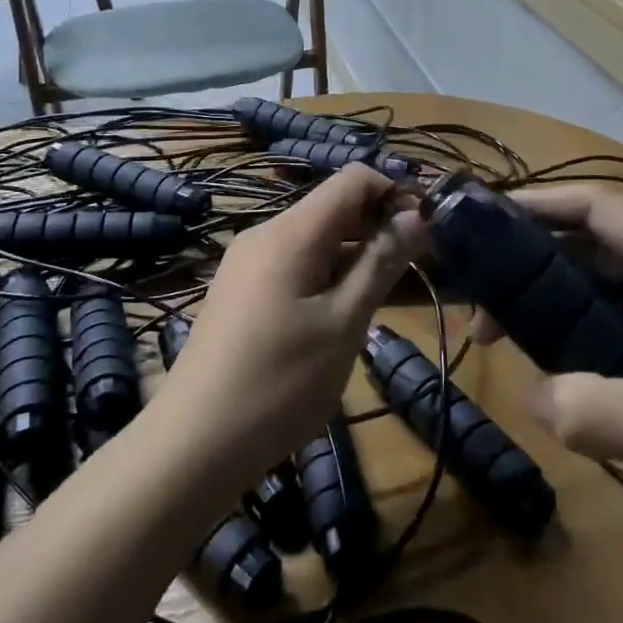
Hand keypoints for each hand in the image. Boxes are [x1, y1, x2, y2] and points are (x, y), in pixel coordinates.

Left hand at [156, 164, 425, 486]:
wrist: (193, 444)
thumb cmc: (279, 384)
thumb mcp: (343, 324)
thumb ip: (381, 263)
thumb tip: (418, 215)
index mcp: (290, 232)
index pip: (353, 179)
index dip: (395, 193)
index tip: (428, 231)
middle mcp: (264, 234)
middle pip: (333, 207)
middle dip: (378, 226)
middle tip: (418, 269)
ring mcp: (247, 263)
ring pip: (314, 238)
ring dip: (355, 254)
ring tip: (387, 295)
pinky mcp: (240, 291)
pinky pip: (293, 263)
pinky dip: (326, 274)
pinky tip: (342, 313)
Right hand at [503, 185, 622, 559]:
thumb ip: (595, 411)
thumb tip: (531, 397)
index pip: (597, 207)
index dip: (535, 206)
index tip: (480, 225)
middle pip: (601, 245)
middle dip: (539, 266)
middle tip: (485, 305)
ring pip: (620, 287)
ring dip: (567, 305)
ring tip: (517, 338)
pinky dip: (599, 336)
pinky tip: (579, 375)